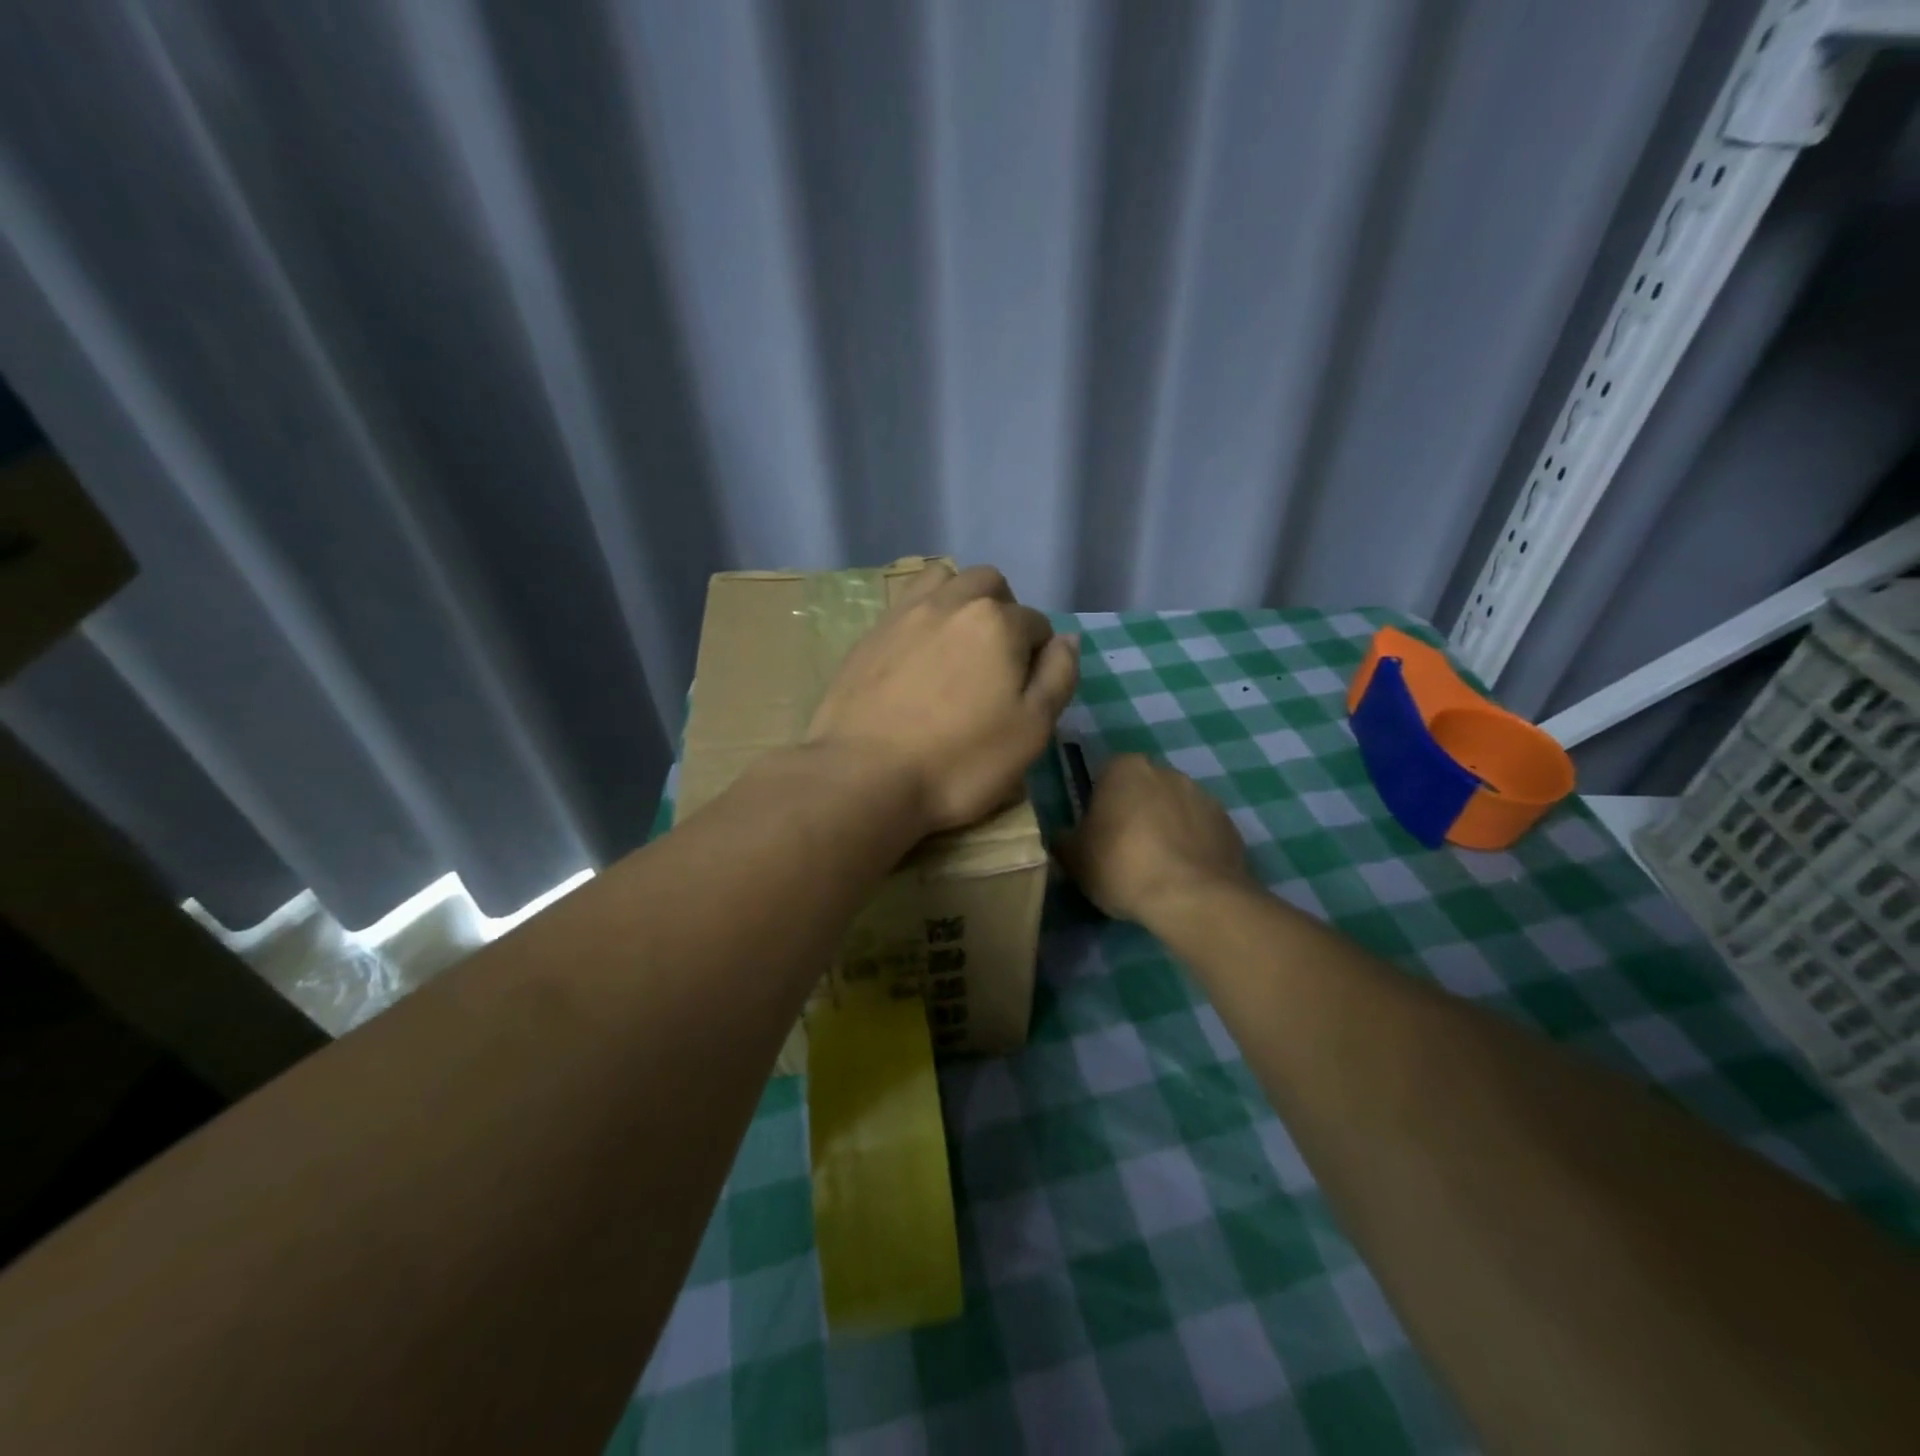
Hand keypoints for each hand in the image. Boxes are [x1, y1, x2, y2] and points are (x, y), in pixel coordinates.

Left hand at [807, 563, 1079, 833]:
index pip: (1038, 624)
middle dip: (1004, 612)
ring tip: (958, 645)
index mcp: (998, 622)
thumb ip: (1058, 677)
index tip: (1026, 693)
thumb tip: (1067, 639)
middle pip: (990, 585)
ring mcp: (904, 614)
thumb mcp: (1031, 730)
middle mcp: (952, 602)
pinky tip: (918, 655)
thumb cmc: (960, 762)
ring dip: (961, 600)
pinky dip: (923, 616)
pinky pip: (906, 604)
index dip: (1040, 658)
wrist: (865, 777)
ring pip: (944, 580)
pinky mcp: (869, 635)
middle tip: (997, 662)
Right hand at [1058, 754, 1254, 924]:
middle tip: (1124, 853)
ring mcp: (1204, 796)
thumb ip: (1065, 840)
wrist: (1194, 898)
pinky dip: (1192, 848)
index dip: (1099, 805)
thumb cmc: (1122, 866)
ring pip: (1174, 810)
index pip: (1104, 776)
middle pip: (1142, 790)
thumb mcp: (1074, 858)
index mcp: (1125, 768)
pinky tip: (1183, 878)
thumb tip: (1065, 838)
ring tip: (1157, 870)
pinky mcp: (1229, 826)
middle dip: (1135, 813)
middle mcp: (1166, 771)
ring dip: (1166, 829)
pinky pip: (1201, 833)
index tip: (1097, 835)